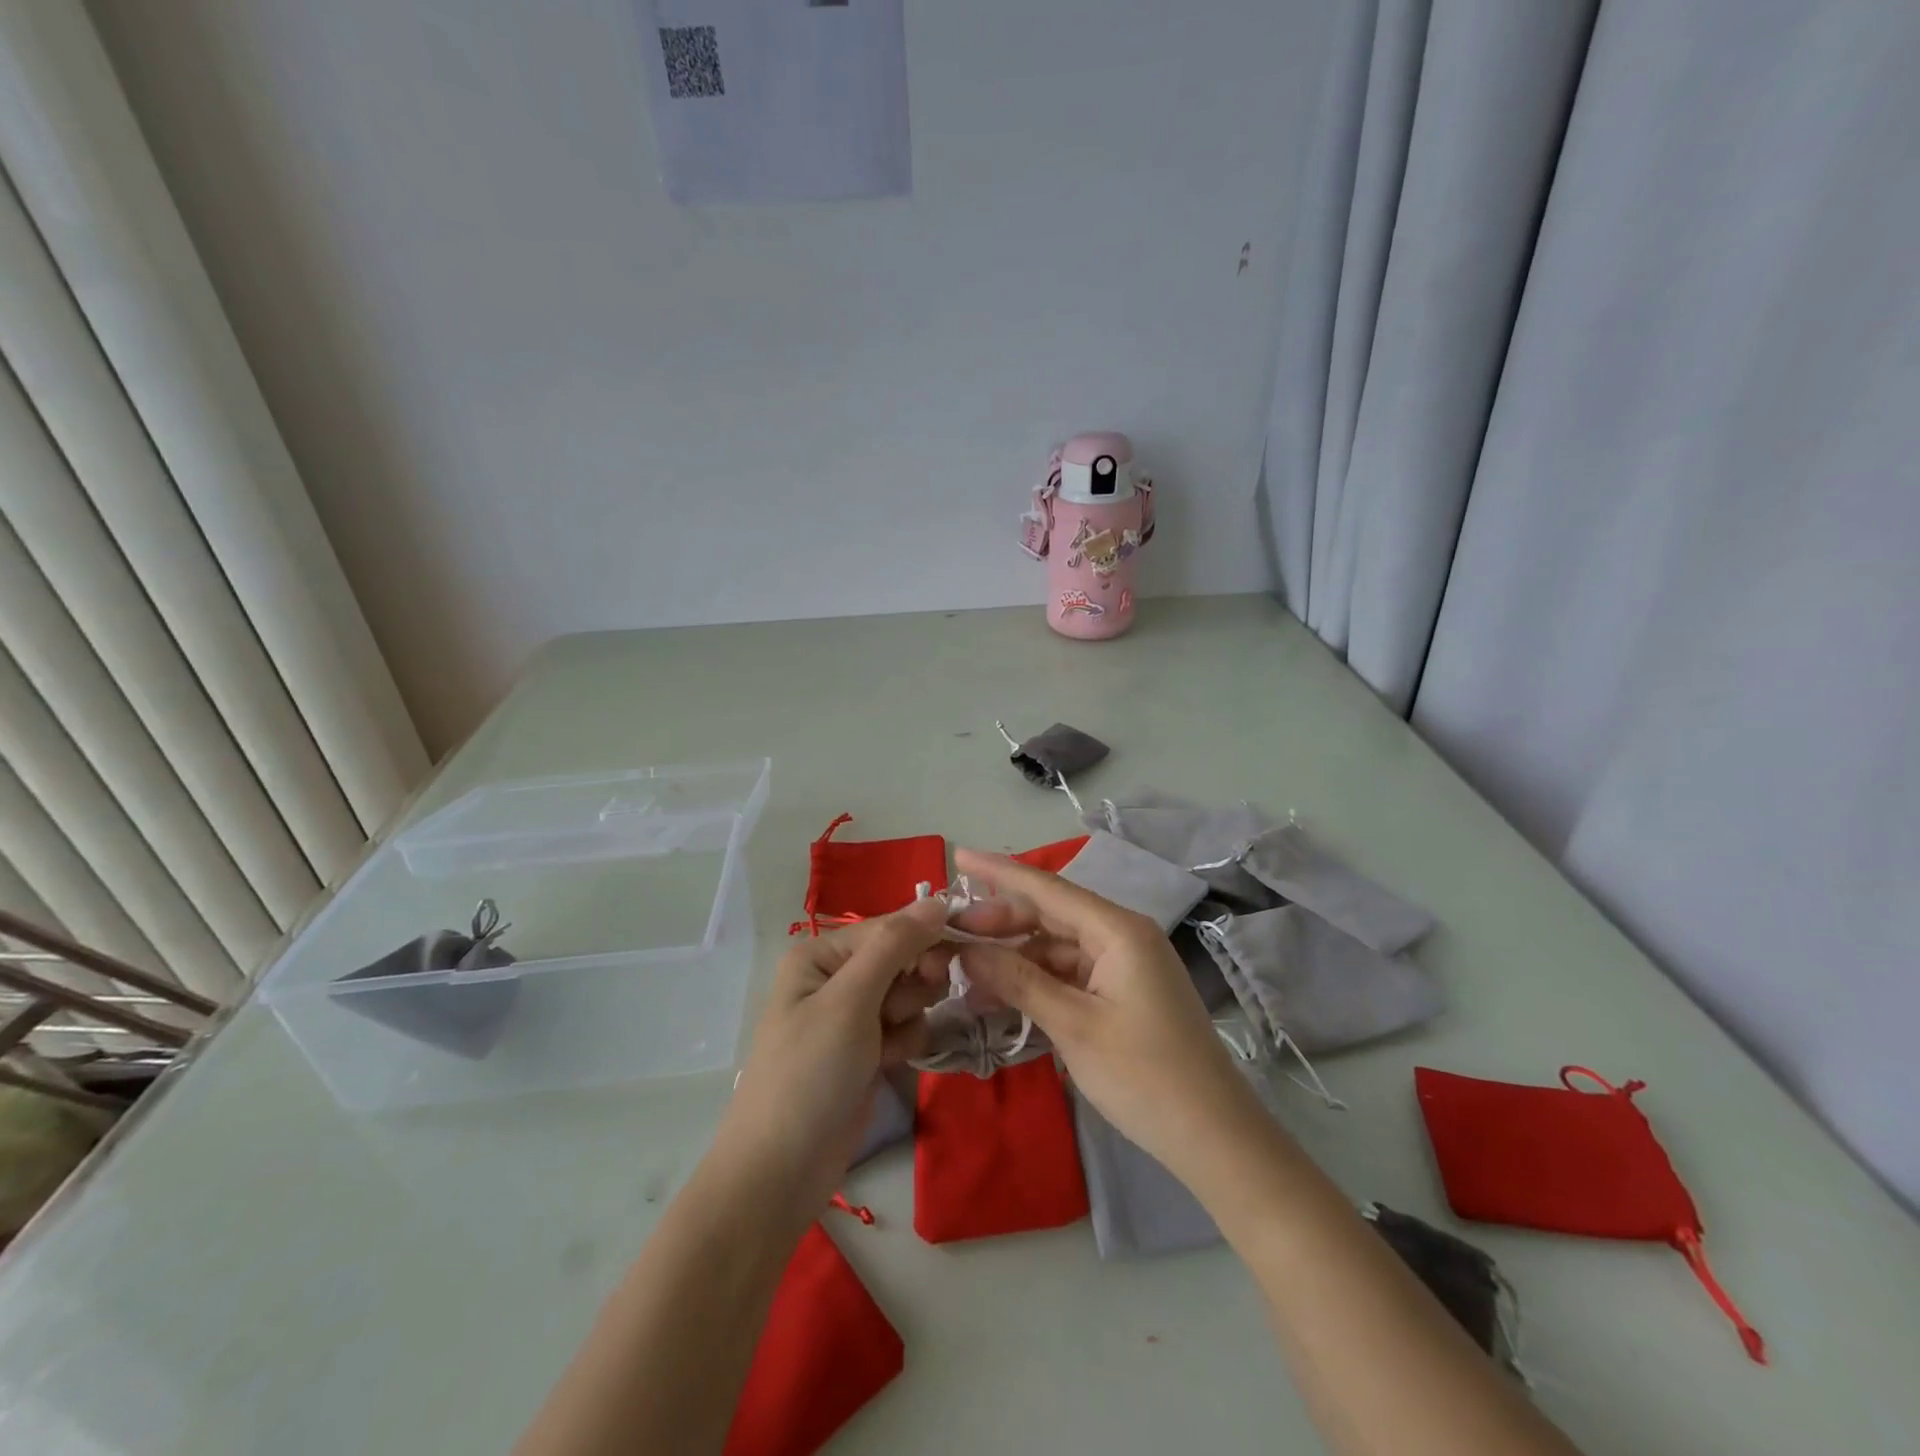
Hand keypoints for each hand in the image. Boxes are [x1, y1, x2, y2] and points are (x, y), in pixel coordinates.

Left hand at [713, 898, 952, 1219]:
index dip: (922, 940)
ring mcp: (851, 1016)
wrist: (781, 1172)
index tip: (947, 965)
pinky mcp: (866, 1050)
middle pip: (902, 957)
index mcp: (820, 954)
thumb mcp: (850, 1001)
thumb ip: (894, 945)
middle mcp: (835, 977)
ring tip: (886, 1045)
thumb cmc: (810, 1074)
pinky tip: (889, 1063)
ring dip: (909, 1015)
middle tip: (899, 1012)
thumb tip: (937, 898)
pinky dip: (905, 1040)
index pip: (888, 927)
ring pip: (910, 992)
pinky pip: (905, 1025)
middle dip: (912, 983)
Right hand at [948, 848, 1268, 1191]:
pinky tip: (1002, 998)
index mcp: (1118, 930)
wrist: (1215, 1138)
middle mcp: (1123, 935)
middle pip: (1050, 915)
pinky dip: (1037, 982)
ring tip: (967, 978)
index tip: (959, 856)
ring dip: (1015, 959)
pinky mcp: (1125, 992)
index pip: (1047, 889)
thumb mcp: (1073, 1025)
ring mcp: (1126, 964)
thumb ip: (1018, 980)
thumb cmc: (1144, 1076)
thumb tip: (966, 950)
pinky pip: (1071, 974)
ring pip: (1057, 947)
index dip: (1000, 872)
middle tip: (951, 937)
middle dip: (1000, 924)